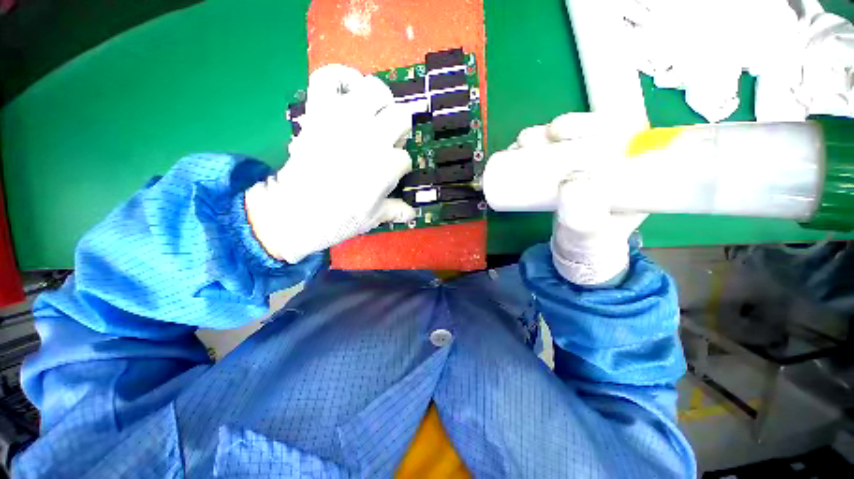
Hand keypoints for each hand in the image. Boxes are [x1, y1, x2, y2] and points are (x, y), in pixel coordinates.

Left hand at [245, 65, 415, 263]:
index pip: (405, 158)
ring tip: (373, 116)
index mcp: (386, 165)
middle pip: (401, 116)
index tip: (391, 175)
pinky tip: (349, 91)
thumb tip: (412, 213)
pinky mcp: (319, 111)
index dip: (400, 168)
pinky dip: (341, 77)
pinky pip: (329, 77)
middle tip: (389, 141)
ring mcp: (344, 119)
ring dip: (380, 103)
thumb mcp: (374, 218)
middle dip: (399, 130)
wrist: (295, 212)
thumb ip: (396, 211)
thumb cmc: (340, 219)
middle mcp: (371, 137)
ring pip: (375, 89)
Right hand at [511, 113, 646, 284]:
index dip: (590, 122)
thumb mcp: (591, 231)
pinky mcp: (562, 175)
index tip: (560, 131)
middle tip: (531, 140)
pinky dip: (530, 151)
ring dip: (539, 137)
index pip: (618, 131)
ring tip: (519, 145)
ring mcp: (582, 167)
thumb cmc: (591, 242)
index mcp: (630, 168)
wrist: (577, 252)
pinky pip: (548, 156)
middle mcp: (608, 162)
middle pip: (586, 132)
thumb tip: (571, 182)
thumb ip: (584, 215)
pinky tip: (515, 152)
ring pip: (564, 142)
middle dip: (556, 129)